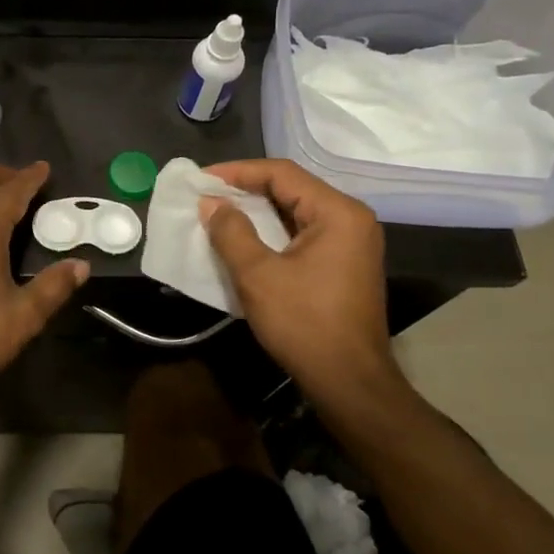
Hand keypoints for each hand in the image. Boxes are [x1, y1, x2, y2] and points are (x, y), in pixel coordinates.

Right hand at [199, 159, 409, 421]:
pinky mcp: (344, 263)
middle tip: (206, 195)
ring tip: (218, 214)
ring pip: (296, 211)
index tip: (201, 179)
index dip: (237, 172)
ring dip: (257, 211)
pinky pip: (303, 233)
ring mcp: (352, 242)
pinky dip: (272, 231)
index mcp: (338, 212)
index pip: (282, 173)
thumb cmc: (304, 323)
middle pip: (292, 188)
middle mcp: (351, 219)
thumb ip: (231, 232)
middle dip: (246, 190)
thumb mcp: (258, 275)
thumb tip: (211, 203)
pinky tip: (244, 239)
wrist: (349, 381)